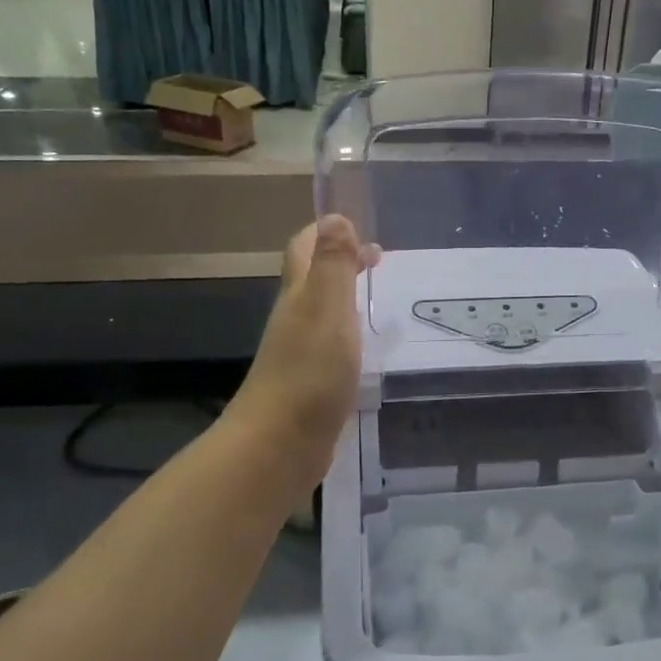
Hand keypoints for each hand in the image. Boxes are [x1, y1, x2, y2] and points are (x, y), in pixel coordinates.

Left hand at [227, 216, 378, 483]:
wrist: (280, 444)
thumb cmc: (309, 372)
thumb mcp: (327, 309)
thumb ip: (333, 264)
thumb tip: (334, 216)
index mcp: (299, 295)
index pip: (305, 248)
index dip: (328, 232)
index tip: (361, 231)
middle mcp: (295, 318)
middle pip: (313, 278)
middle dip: (342, 262)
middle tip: (378, 261)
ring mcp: (299, 353)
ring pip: (322, 312)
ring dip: (347, 297)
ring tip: (379, 299)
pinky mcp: (310, 384)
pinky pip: (331, 346)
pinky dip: (349, 335)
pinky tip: (368, 350)